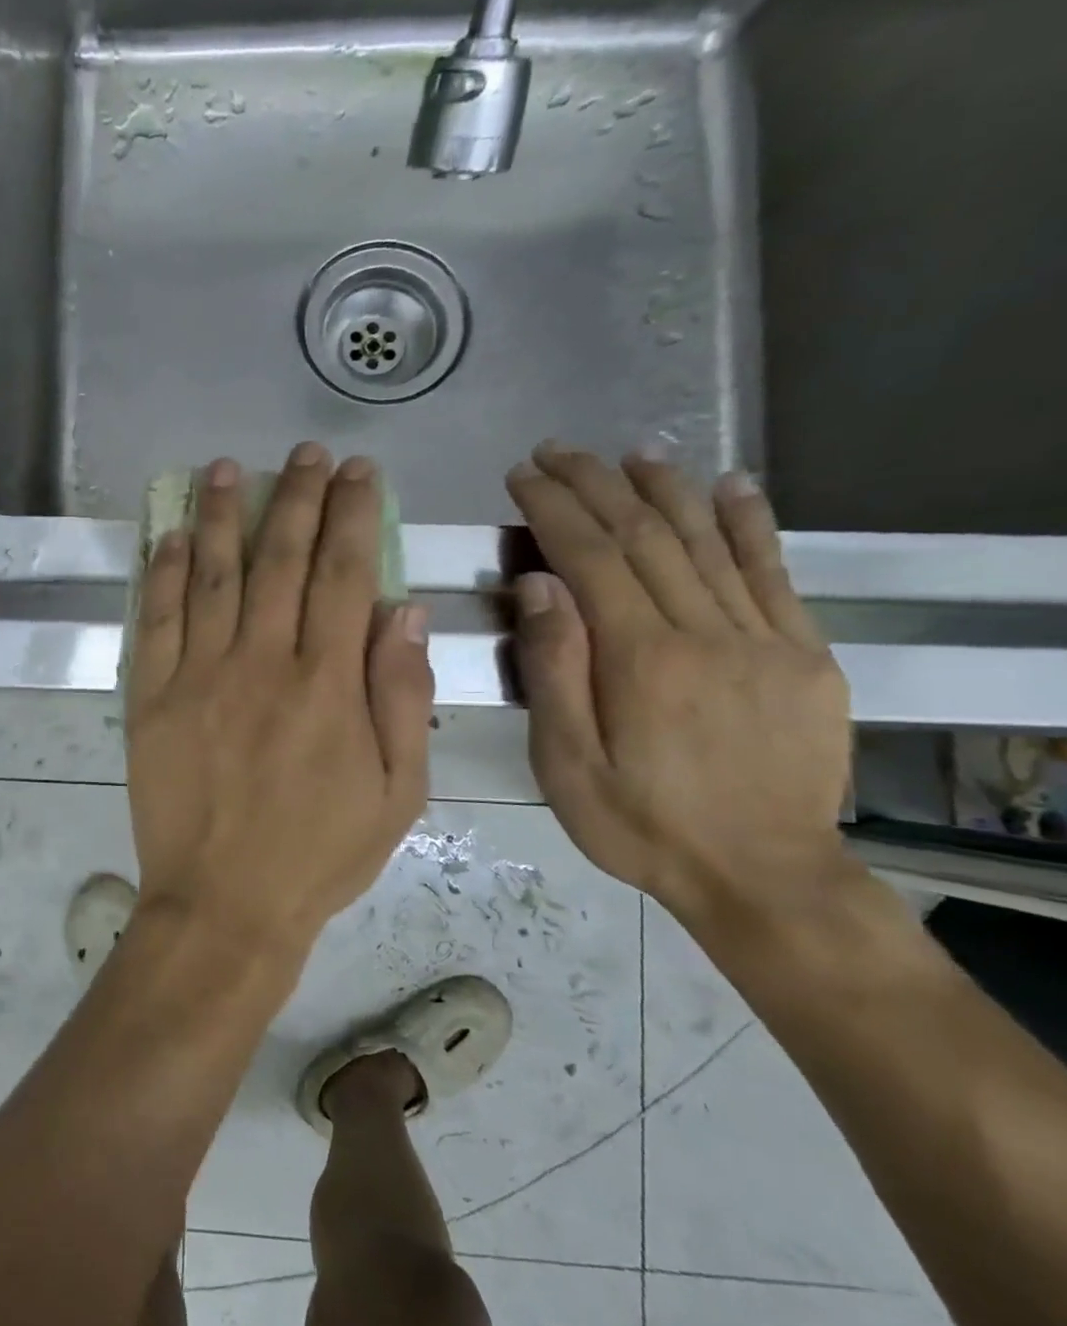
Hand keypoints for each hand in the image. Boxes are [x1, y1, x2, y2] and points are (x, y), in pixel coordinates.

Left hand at [124, 444, 433, 947]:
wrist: (224, 902)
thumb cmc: (318, 855)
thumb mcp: (397, 794)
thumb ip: (402, 696)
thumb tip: (405, 609)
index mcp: (329, 683)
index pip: (347, 573)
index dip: (354, 514)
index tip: (358, 472)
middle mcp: (263, 663)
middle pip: (282, 559)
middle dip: (297, 497)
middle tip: (305, 453)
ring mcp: (199, 676)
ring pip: (212, 575)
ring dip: (222, 516)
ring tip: (228, 469)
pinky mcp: (152, 698)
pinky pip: (156, 620)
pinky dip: (162, 573)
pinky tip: (169, 536)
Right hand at [506, 443, 852, 930]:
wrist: (761, 874)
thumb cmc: (639, 824)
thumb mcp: (566, 763)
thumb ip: (554, 671)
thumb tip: (538, 585)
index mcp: (641, 659)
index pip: (591, 558)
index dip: (554, 509)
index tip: (522, 476)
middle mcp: (705, 632)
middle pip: (646, 537)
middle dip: (597, 485)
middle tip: (558, 451)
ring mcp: (763, 639)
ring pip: (708, 542)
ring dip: (665, 489)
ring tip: (630, 453)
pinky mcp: (802, 654)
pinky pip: (773, 573)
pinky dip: (749, 523)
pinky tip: (730, 486)